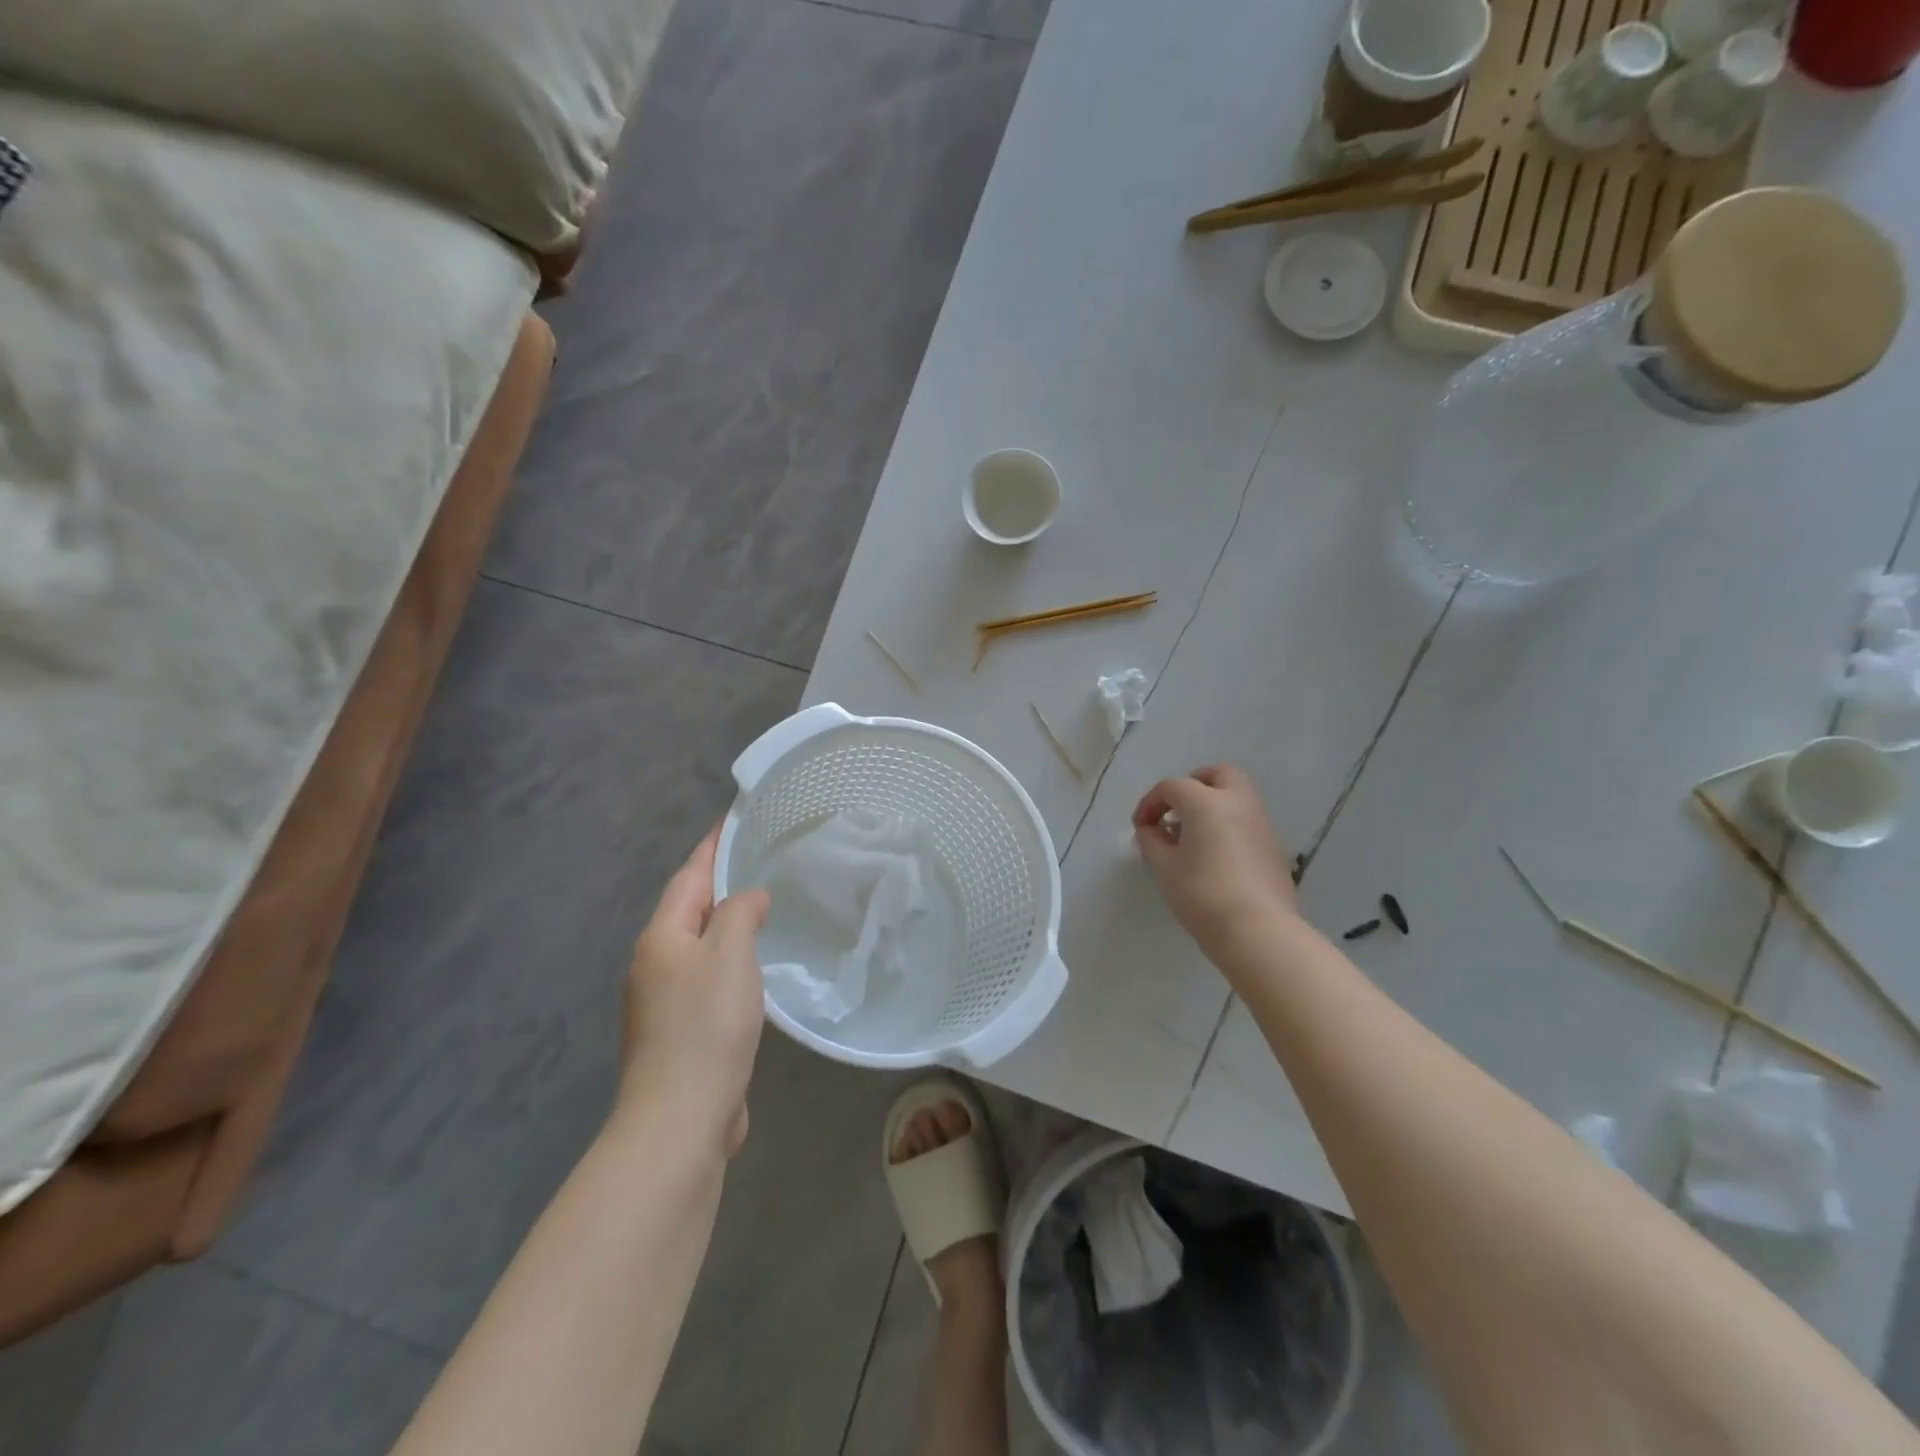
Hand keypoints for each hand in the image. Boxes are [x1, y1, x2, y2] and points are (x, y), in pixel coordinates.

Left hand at [618, 825, 768, 1156]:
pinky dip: (728, 962)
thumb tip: (748, 898)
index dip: (712, 846)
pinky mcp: (677, 1032)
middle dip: (717, 883)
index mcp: (661, 938)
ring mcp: (661, 1001)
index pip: (689, 877)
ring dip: (724, 925)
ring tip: (760, 908)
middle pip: (688, 910)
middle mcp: (653, 963)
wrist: (679, 1118)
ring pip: (697, 947)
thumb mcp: (731, 955)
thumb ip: (740, 914)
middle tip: (756, 860)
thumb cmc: (706, 1025)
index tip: (733, 818)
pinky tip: (752, 970)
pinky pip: (706, 979)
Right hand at [1132, 764, 1297, 959]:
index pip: (1172, 787)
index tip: (1140, 827)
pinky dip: (1229, 825)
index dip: (1150, 803)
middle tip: (1176, 810)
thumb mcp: (1164, 868)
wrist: (1257, 931)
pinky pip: (1247, 821)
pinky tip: (1215, 855)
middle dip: (1193, 785)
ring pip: (1236, 796)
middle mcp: (1238, 803)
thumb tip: (1150, 830)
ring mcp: (1261, 824)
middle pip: (1217, 775)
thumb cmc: (1202, 894)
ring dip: (1213, 805)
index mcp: (1207, 802)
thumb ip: (1151, 842)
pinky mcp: (1274, 847)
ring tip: (1193, 836)